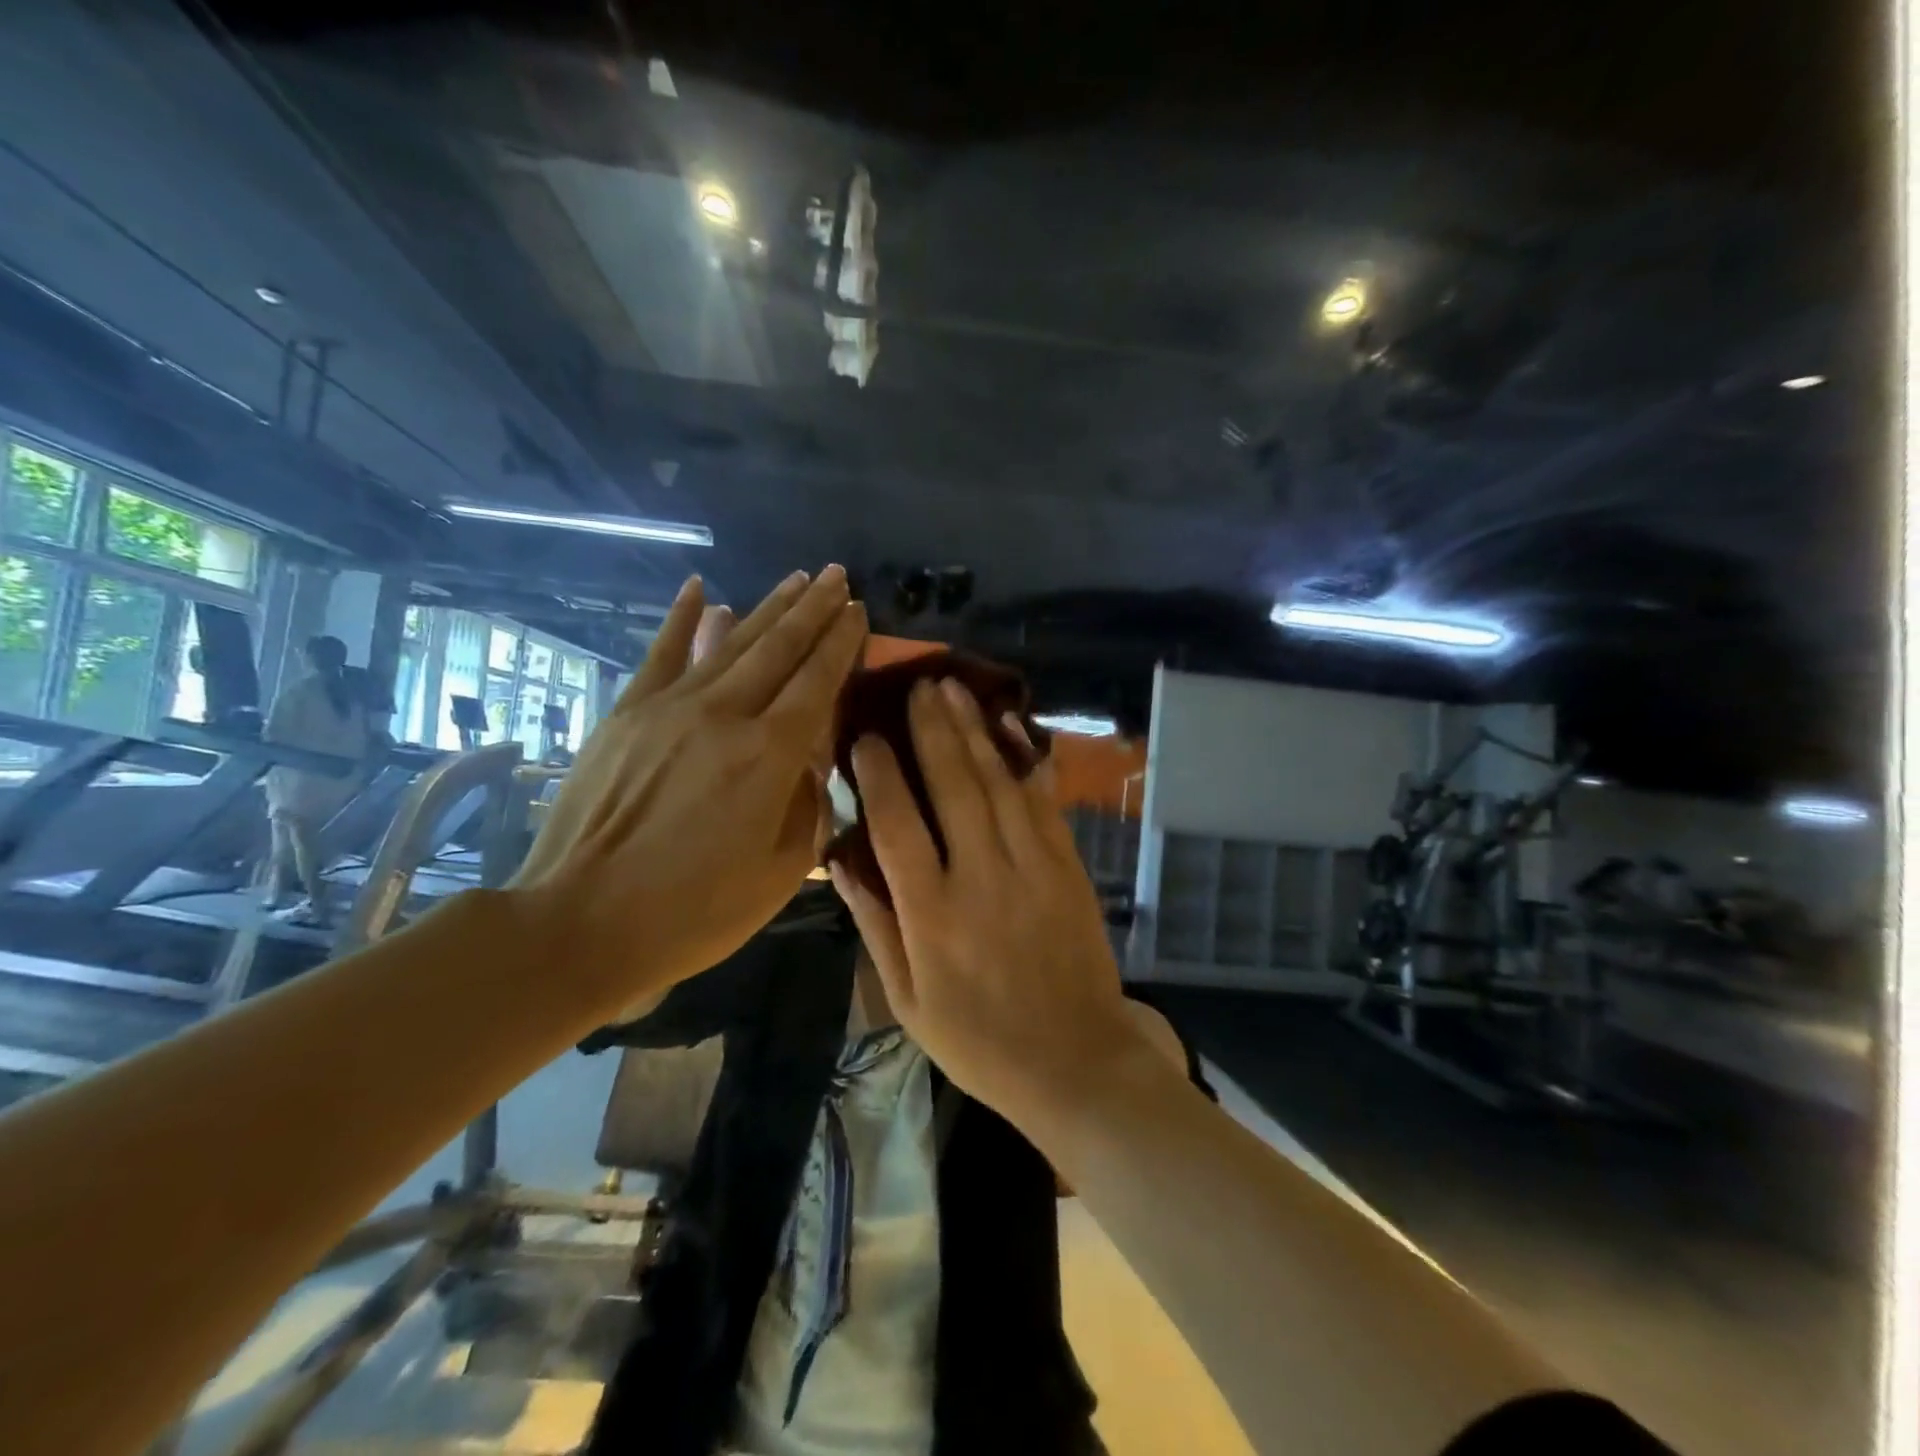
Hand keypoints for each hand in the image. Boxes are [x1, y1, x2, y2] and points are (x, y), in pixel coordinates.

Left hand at [514, 567, 864, 1014]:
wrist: (582, 922)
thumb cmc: (695, 911)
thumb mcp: (780, 872)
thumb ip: (807, 804)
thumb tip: (810, 758)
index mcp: (769, 755)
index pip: (817, 681)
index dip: (842, 642)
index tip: (859, 611)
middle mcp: (725, 715)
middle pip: (779, 648)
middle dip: (813, 608)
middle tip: (838, 576)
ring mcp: (670, 708)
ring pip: (730, 642)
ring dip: (768, 607)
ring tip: (797, 579)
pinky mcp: (627, 714)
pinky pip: (662, 654)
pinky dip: (682, 619)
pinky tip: (701, 589)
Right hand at [832, 676, 1140, 1124]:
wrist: (1074, 1060)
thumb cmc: (979, 1040)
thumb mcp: (907, 1000)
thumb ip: (874, 926)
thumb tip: (839, 863)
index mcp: (932, 914)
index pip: (897, 825)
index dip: (879, 774)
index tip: (866, 736)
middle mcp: (980, 877)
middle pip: (952, 786)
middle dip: (932, 730)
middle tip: (917, 685)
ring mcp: (1031, 866)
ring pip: (997, 783)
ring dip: (974, 731)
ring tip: (953, 690)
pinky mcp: (1067, 866)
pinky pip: (1043, 801)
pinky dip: (1025, 760)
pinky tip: (1012, 726)